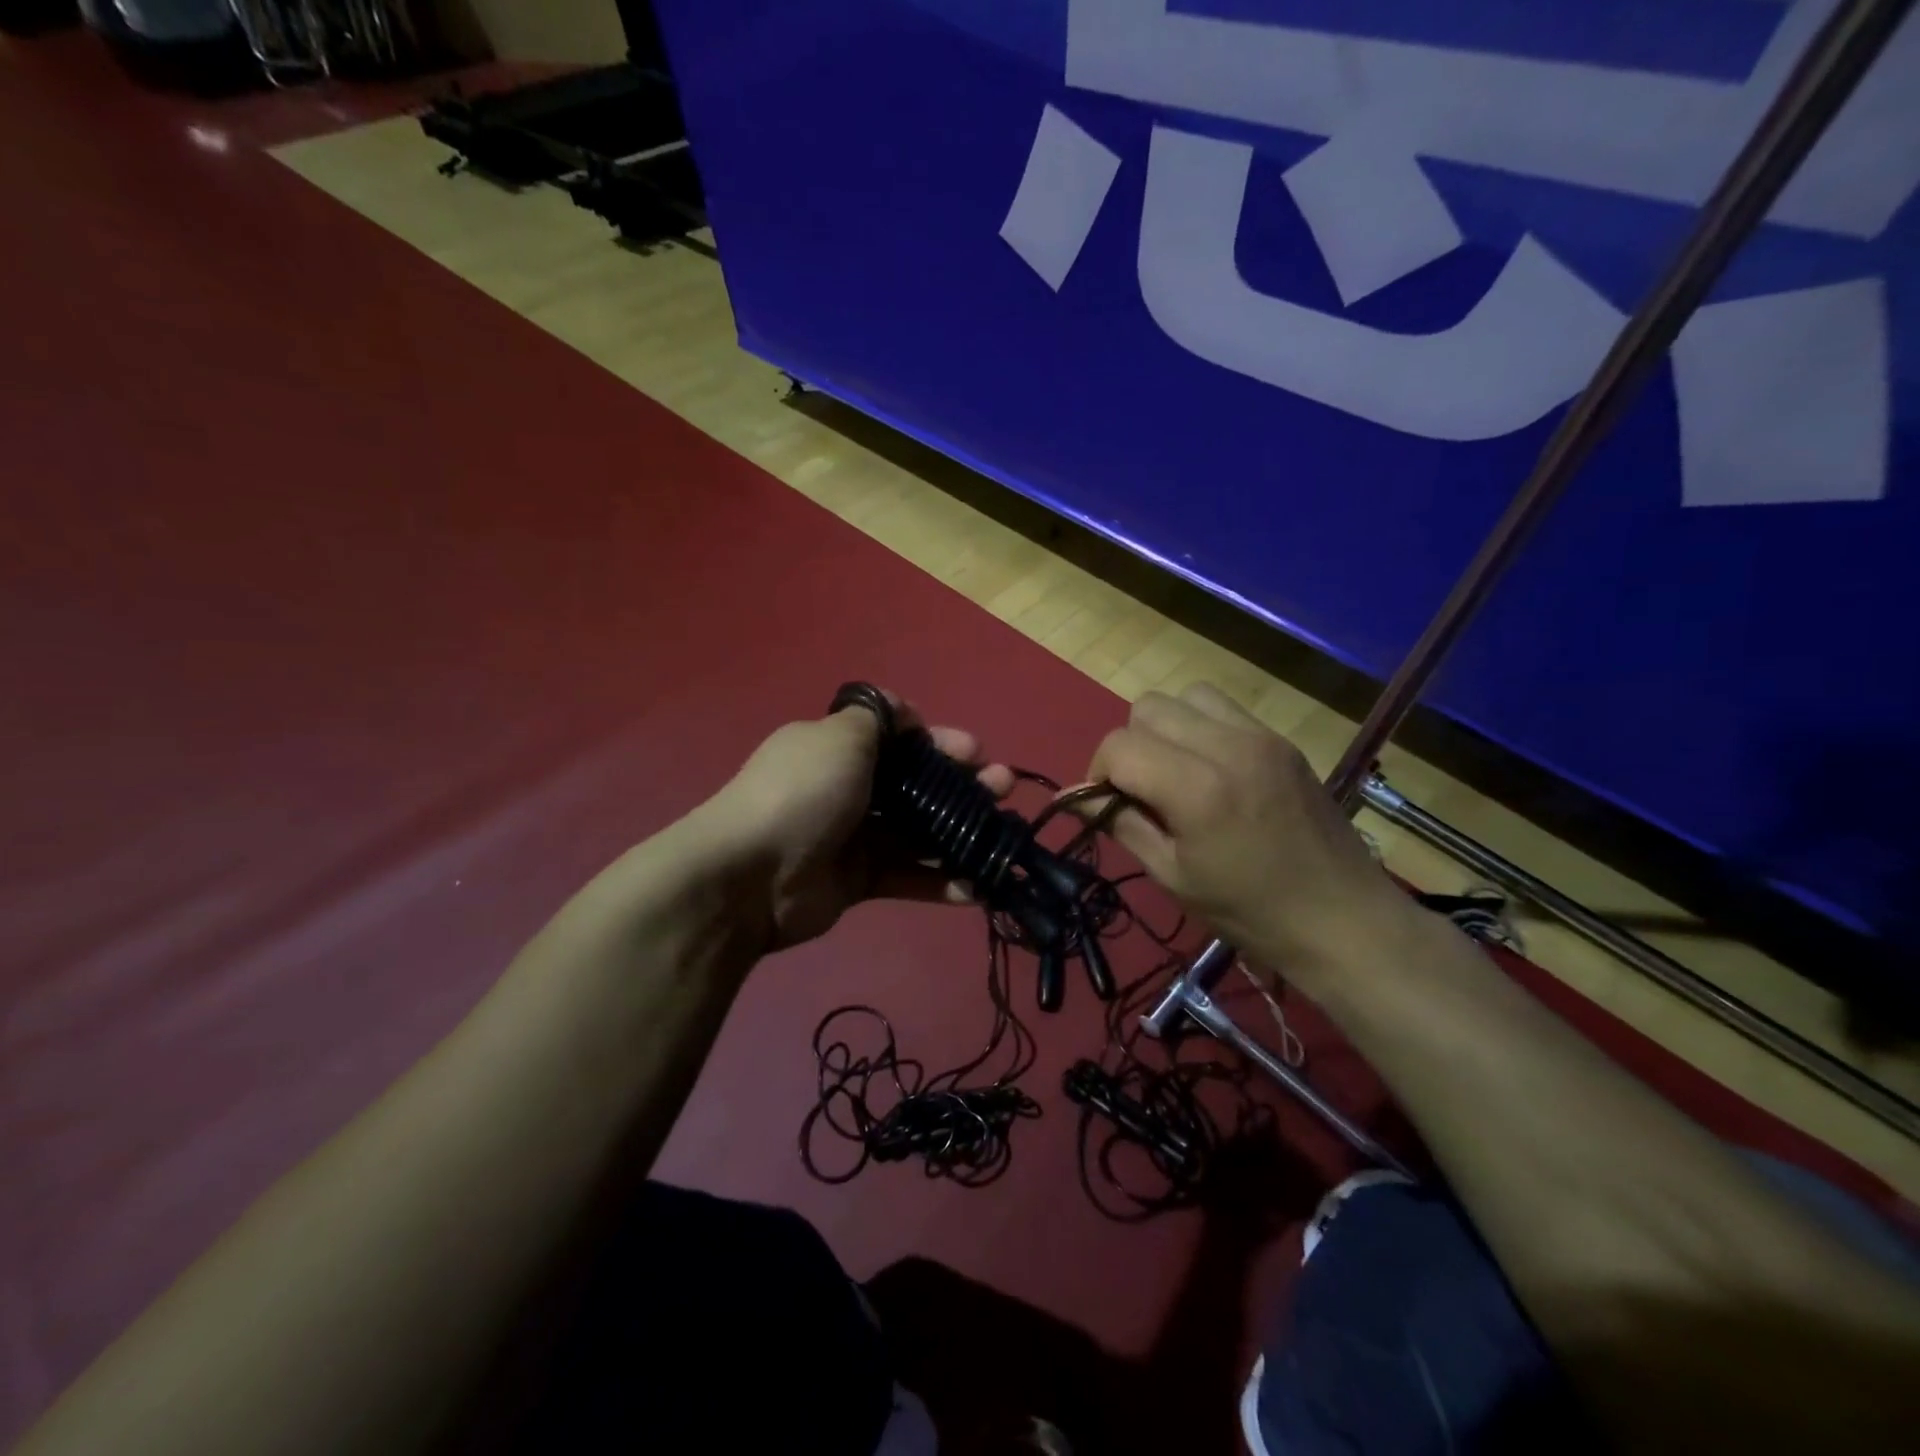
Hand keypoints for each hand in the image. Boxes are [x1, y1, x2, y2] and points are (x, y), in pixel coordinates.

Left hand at [696, 694, 1013, 948]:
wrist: (750, 877)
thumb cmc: (803, 792)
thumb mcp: (840, 737)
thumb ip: (876, 717)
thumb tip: (903, 712)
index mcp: (839, 749)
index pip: (898, 737)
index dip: (938, 739)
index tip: (973, 750)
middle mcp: (848, 788)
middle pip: (915, 784)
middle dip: (961, 784)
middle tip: (1001, 788)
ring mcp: (853, 837)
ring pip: (919, 832)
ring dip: (962, 832)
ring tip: (1004, 834)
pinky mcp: (859, 881)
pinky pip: (908, 877)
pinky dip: (942, 882)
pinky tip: (979, 885)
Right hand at [1087, 684, 1408, 976]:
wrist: (1343, 919)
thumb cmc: (1249, 912)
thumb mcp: (1172, 876)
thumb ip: (1120, 824)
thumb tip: (1072, 796)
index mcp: (1197, 788)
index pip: (1118, 745)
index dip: (1099, 772)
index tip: (1108, 805)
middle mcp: (1227, 745)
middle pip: (1147, 707)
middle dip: (1130, 745)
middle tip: (1142, 790)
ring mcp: (1260, 736)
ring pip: (1185, 696)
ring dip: (1165, 728)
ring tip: (1175, 772)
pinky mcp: (1280, 739)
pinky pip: (1222, 708)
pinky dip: (1200, 727)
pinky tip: (1211, 770)